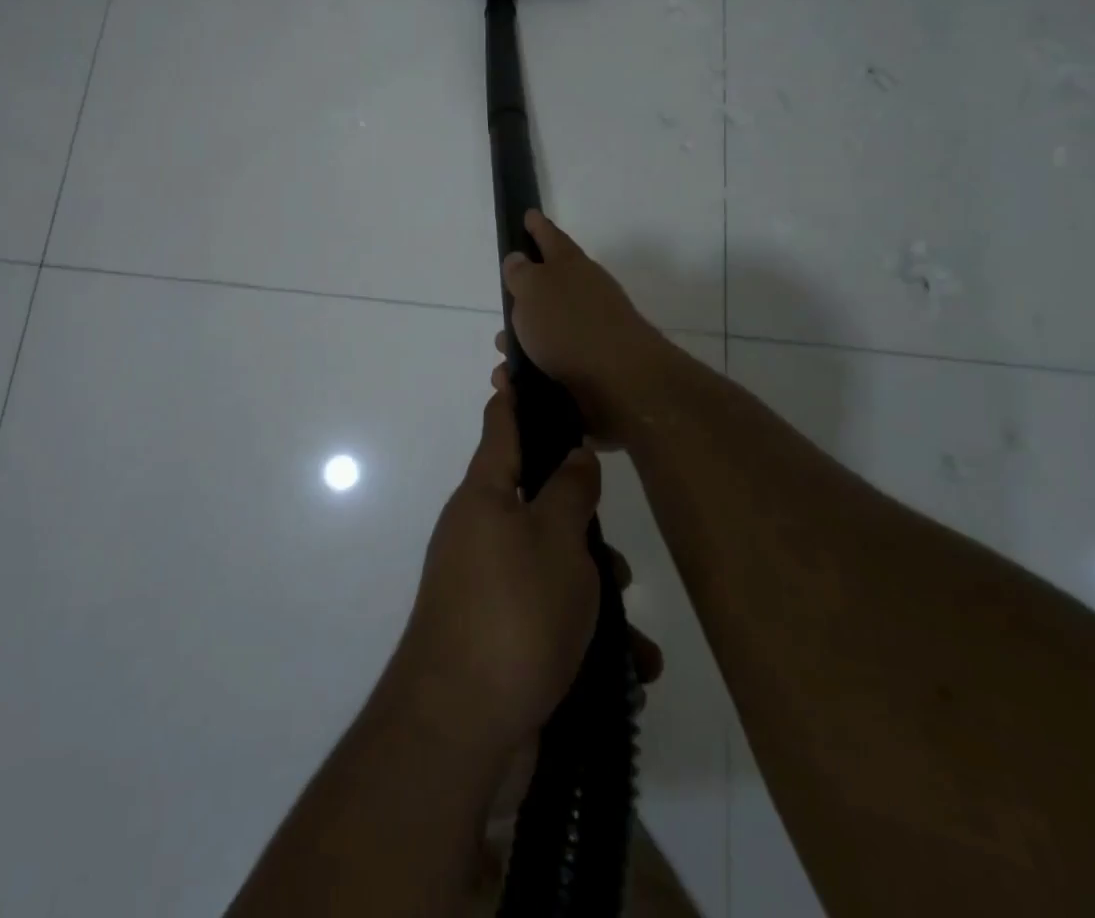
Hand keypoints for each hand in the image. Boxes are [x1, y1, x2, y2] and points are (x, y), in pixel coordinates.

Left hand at [389, 385, 605, 756]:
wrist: (463, 727)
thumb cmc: (513, 612)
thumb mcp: (555, 540)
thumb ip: (570, 491)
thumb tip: (574, 454)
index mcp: (485, 496)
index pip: (501, 427)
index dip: (513, 396)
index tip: (514, 366)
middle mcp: (480, 533)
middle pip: (539, 506)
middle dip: (585, 530)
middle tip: (617, 559)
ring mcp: (487, 588)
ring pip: (554, 569)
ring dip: (596, 596)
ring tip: (631, 632)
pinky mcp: (500, 637)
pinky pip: (551, 621)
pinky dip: (588, 641)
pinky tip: (627, 672)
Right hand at [498, 211, 667, 419]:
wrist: (621, 382)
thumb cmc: (570, 326)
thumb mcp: (534, 290)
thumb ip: (521, 273)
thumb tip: (518, 259)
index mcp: (571, 267)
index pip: (551, 238)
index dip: (538, 227)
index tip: (529, 215)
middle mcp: (585, 294)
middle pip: (549, 289)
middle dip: (522, 302)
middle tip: (504, 311)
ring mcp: (592, 331)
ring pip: (548, 332)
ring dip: (523, 345)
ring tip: (504, 362)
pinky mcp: (592, 368)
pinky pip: (553, 365)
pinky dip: (532, 373)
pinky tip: (517, 384)